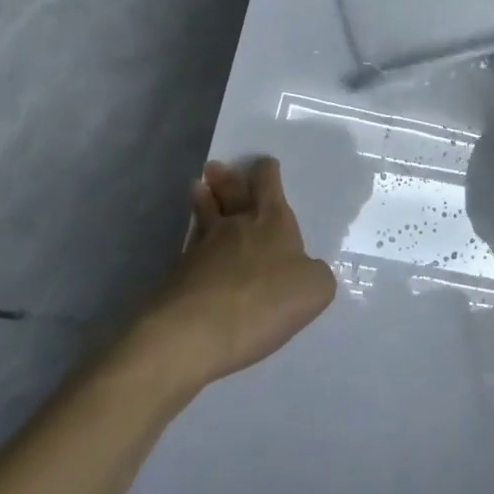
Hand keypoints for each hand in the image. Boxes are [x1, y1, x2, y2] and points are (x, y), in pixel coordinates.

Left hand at [147, 158, 336, 382]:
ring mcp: (202, 249)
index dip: (267, 172)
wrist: (195, 332)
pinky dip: (192, 242)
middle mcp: (236, 226)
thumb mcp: (314, 289)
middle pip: (231, 194)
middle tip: (215, 166)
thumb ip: (315, 274)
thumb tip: (306, 270)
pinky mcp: (178, 276)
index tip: (265, 162)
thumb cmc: (264, 301)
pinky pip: (189, 248)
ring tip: (198, 187)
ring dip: (203, 200)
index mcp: (272, 222)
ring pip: (205, 216)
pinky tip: (192, 245)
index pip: (269, 186)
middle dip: (227, 179)